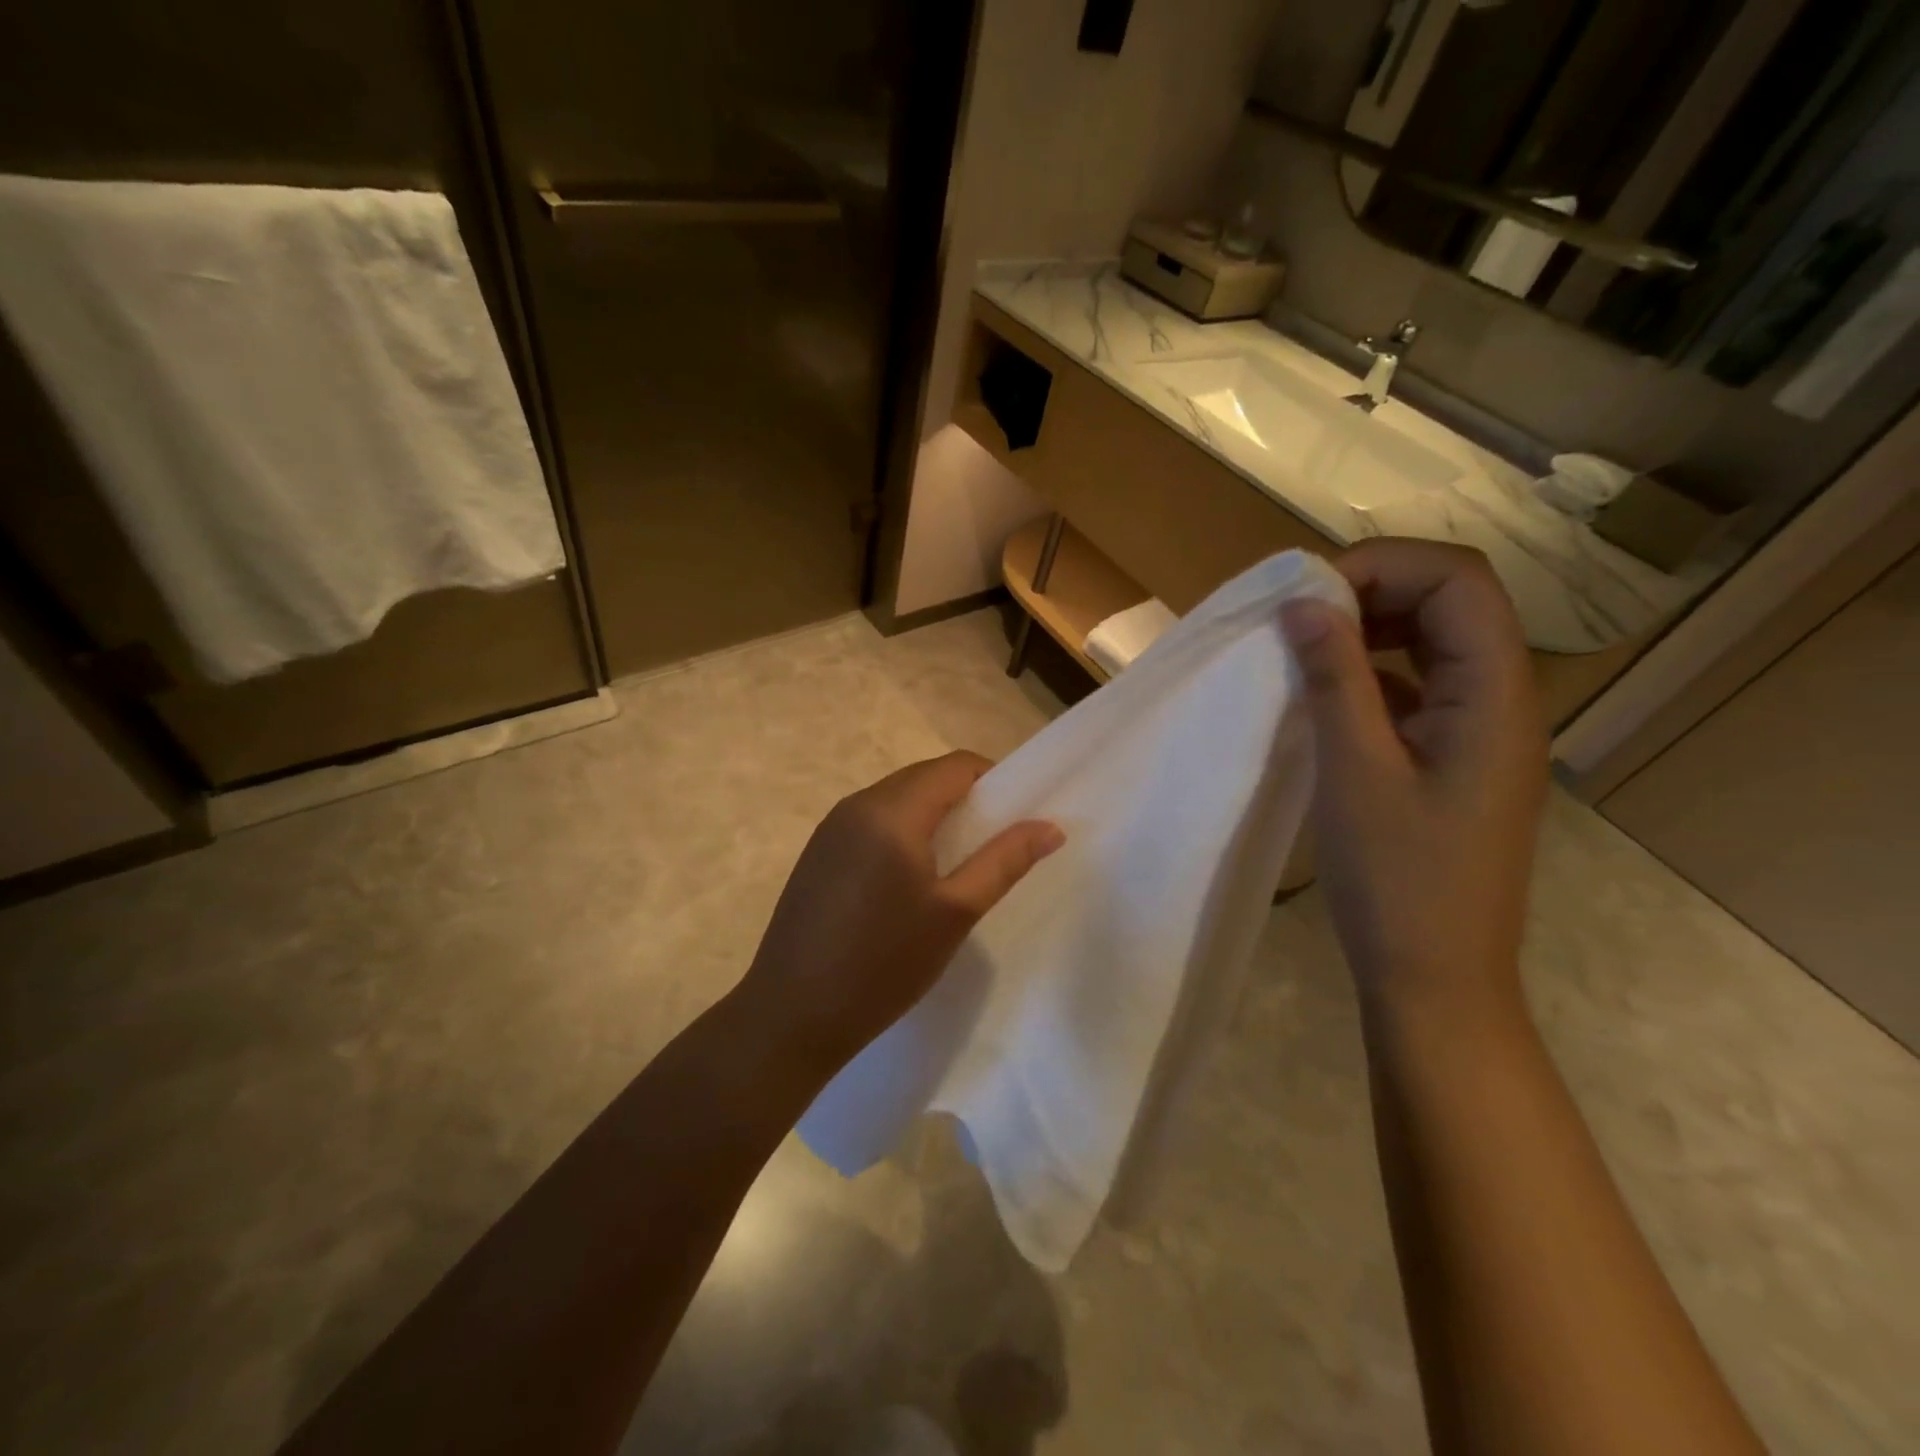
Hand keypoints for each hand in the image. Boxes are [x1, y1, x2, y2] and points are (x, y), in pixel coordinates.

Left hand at [739, 751, 1063, 1074]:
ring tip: (956, 866)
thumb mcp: (955, 913)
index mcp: (892, 810)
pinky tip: (908, 881)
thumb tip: (1050, 826)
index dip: (994, 781)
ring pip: (897, 799)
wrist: (790, 1015)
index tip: (1018, 816)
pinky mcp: (817, 853)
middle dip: (965, 800)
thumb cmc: (883, 964)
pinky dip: (902, 833)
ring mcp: (831, 828)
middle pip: (924, 778)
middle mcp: (857, 804)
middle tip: (992, 846)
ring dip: (933, 817)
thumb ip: (1004, 861)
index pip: (955, 766)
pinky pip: (871, 822)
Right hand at [1281, 540, 1546, 1022]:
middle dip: (1372, 590)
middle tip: (1299, 617)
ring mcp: (1479, 729)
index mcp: (1496, 696)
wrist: (1434, 976)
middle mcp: (1502, 699)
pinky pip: (1417, 685)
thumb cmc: (1398, 879)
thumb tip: (1305, 602)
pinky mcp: (1452, 756)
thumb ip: (1336, 678)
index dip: (1384, 566)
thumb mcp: (1355, 771)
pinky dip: (1370, 671)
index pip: (1459, 580)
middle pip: (1451, 601)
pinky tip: (1324, 692)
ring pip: (1433, 641)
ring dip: (1369, 629)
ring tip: (1304, 647)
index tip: (1309, 597)